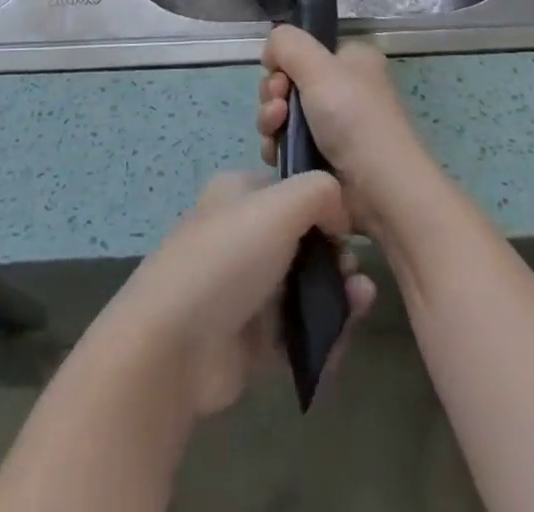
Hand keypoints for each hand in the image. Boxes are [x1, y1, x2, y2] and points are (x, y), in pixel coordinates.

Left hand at [96, 171, 375, 417]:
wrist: (174, 345)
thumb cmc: (228, 258)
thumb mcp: (279, 205)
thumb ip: (320, 192)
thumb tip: (340, 214)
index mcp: (240, 194)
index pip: (293, 188)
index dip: (325, 204)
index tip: (348, 226)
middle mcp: (243, 235)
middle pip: (304, 240)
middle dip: (336, 255)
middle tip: (351, 273)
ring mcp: (247, 288)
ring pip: (306, 286)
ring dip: (338, 295)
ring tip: (359, 304)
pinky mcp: (253, 339)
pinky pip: (299, 332)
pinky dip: (323, 336)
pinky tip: (341, 339)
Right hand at [257, 25, 438, 235]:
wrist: (380, 190)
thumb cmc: (354, 118)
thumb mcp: (319, 66)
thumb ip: (287, 43)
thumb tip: (270, 50)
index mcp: (352, 61)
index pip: (306, 50)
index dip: (285, 61)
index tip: (278, 75)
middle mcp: (344, 89)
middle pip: (289, 82)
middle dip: (273, 94)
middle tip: (278, 107)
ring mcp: (334, 127)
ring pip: (284, 114)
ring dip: (271, 121)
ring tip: (275, 131)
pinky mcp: (322, 159)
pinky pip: (287, 144)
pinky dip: (276, 147)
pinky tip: (276, 154)